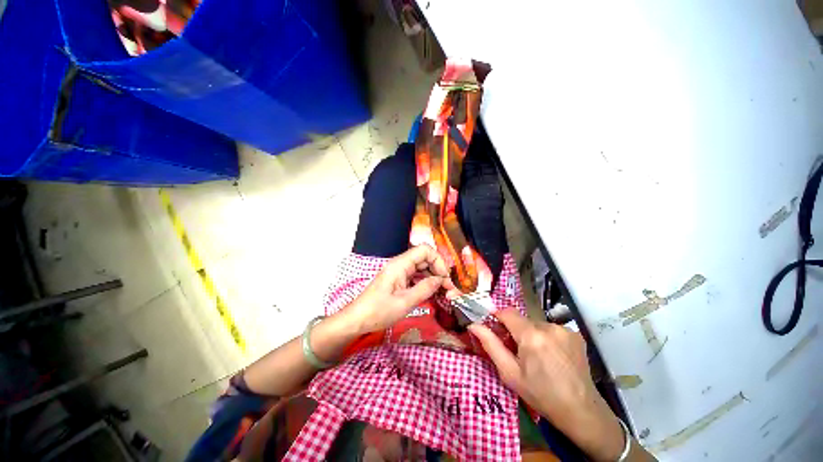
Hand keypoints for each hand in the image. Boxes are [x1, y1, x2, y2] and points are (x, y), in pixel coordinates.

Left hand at [341, 245, 459, 334]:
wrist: (356, 320)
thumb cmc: (378, 311)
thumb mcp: (405, 302)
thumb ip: (425, 289)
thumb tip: (441, 280)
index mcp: (400, 264)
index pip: (425, 250)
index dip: (438, 261)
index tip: (444, 278)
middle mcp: (400, 264)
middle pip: (424, 258)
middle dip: (438, 270)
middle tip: (448, 288)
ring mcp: (399, 272)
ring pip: (421, 268)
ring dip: (433, 278)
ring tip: (443, 292)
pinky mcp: (398, 281)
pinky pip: (415, 277)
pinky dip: (425, 283)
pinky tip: (431, 294)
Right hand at [468, 310, 625, 461]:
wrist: (581, 411)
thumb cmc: (540, 394)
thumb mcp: (510, 373)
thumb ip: (490, 345)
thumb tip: (473, 325)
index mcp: (531, 336)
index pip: (507, 312)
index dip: (498, 316)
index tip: (495, 327)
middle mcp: (548, 326)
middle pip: (523, 320)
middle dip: (517, 331)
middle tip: (518, 351)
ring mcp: (564, 329)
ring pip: (537, 324)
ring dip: (533, 335)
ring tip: (538, 357)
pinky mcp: (575, 334)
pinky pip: (552, 329)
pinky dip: (547, 338)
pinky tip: (553, 356)